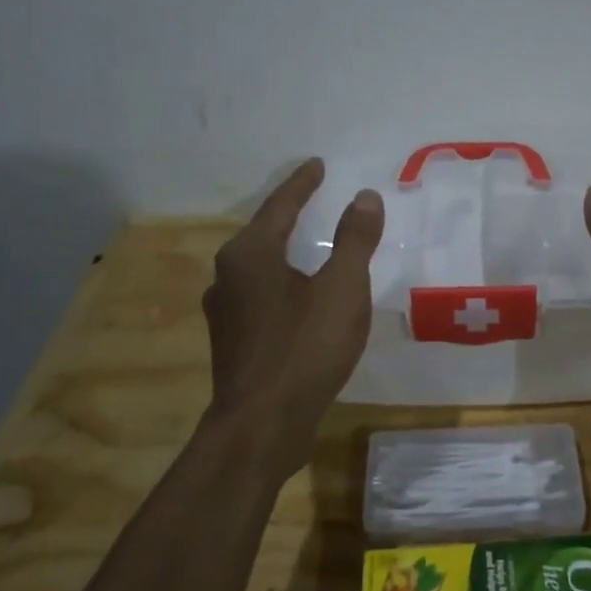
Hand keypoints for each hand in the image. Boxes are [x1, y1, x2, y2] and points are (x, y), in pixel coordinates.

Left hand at [203, 159, 383, 460]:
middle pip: (263, 233)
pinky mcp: (233, 342)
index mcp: (250, 254)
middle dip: (289, 215)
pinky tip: (298, 297)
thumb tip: (364, 197)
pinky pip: (261, 296)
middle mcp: (228, 276)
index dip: (302, 184)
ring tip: (308, 246)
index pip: (280, 205)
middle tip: (313, 198)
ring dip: (284, 252)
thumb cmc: (304, 348)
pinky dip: (282, 284)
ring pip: (259, 268)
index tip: (317, 165)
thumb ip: (354, 240)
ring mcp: (225, 312)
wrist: (262, 426)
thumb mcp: (342, 289)